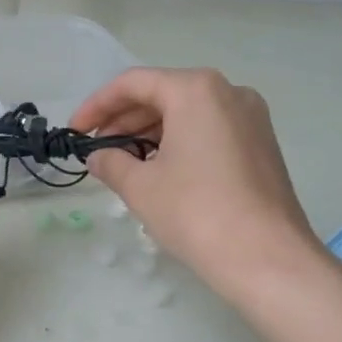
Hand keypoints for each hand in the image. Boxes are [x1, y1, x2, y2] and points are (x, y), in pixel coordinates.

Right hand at [70, 68, 321, 294]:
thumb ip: (111, 162)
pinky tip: (158, 171)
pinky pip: (208, 130)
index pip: (133, 84)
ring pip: (187, 113)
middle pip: (162, 94)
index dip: (96, 106)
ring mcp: (251, 118)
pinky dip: (178, 142)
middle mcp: (228, 92)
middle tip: (96, 149)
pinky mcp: (261, 145)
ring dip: (149, 133)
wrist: (266, 257)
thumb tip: (98, 157)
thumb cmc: (196, 212)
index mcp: (196, 90)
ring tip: (122, 163)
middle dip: (123, 120)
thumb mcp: (140, 187)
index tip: (75, 132)